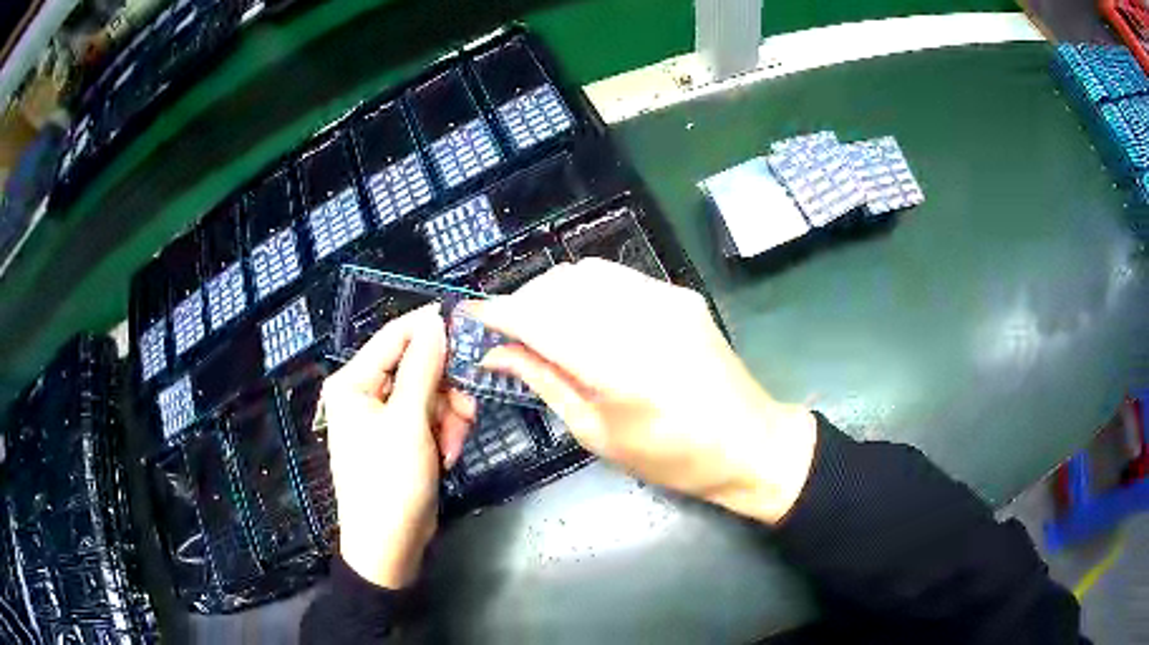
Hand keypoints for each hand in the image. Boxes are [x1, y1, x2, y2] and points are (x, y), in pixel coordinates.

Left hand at [321, 306, 474, 587]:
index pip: (394, 337)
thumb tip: (435, 322)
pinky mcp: (401, 438)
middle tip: (468, 409)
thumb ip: (423, 368)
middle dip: (446, 391)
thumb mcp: (408, 422)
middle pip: (418, 368)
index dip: (430, 328)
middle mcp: (366, 394)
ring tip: (454, 445)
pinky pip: (430, 419)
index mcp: (353, 382)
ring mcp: (384, 418)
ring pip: (431, 395)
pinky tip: (448, 457)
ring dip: (450, 417)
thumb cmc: (390, 481)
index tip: (469, 325)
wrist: (390, 545)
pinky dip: (444, 434)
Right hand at [471, 259, 816, 524]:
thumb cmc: (671, 457)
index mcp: (617, 365)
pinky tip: (581, 317)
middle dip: (521, 302)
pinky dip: (585, 290)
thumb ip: (544, 381)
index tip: (471, 318)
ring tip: (540, 325)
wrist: (749, 443)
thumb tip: (496, 354)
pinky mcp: (679, 293)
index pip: (537, 317)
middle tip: (506, 333)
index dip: (497, 313)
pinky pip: (616, 277)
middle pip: (558, 286)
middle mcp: (640, 317)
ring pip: (585, 272)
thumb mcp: (598, 432)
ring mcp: (665, 297)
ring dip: (551, 292)